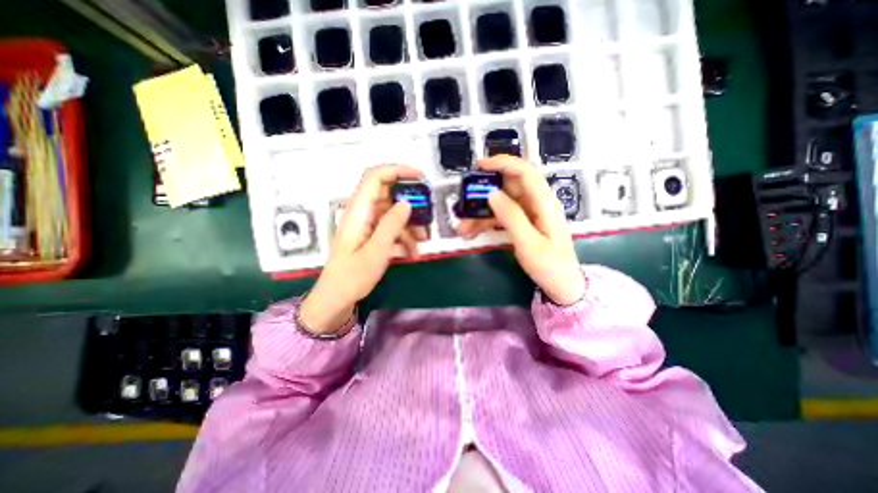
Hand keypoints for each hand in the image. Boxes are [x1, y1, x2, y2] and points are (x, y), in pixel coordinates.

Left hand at [300, 166, 426, 333]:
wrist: (337, 298)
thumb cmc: (353, 276)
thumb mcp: (376, 251)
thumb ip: (391, 225)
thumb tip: (407, 203)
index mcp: (358, 211)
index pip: (375, 177)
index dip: (397, 170)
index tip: (419, 177)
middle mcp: (362, 213)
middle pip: (388, 195)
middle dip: (410, 204)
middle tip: (427, 216)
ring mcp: (367, 224)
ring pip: (393, 214)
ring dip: (410, 225)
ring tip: (422, 241)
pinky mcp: (371, 235)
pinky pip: (390, 228)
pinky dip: (403, 237)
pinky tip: (412, 252)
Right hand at [456, 155, 584, 304]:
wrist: (561, 284)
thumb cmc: (550, 266)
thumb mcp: (529, 244)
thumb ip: (512, 217)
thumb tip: (492, 194)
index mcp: (544, 202)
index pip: (525, 171)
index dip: (503, 163)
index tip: (480, 165)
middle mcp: (537, 202)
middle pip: (509, 186)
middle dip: (485, 193)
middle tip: (465, 203)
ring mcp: (529, 212)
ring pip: (501, 202)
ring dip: (481, 212)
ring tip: (464, 227)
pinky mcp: (522, 222)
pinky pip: (501, 215)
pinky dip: (486, 221)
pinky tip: (472, 232)